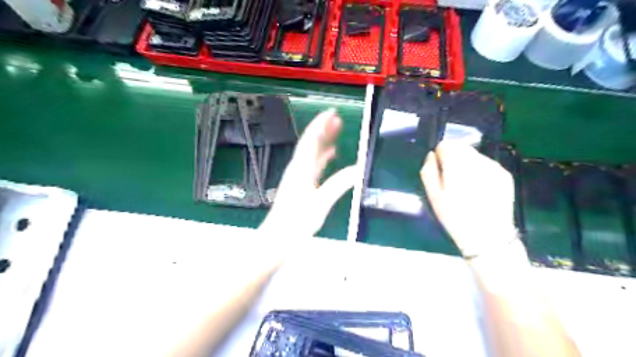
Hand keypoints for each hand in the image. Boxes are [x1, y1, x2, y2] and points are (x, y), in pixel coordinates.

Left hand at [260, 109, 356, 237]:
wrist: (278, 238)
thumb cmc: (296, 222)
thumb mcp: (321, 203)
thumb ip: (338, 185)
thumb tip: (357, 170)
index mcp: (301, 169)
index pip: (310, 140)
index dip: (320, 124)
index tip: (331, 113)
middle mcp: (298, 169)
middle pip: (310, 143)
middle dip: (323, 129)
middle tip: (337, 118)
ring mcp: (298, 176)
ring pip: (311, 153)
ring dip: (323, 141)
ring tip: (336, 131)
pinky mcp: (300, 185)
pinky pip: (312, 165)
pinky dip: (322, 157)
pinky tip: (331, 155)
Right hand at [422, 140, 518, 258]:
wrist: (489, 237)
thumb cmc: (455, 218)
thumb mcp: (433, 196)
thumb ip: (429, 171)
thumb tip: (431, 155)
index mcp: (457, 165)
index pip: (445, 144)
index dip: (439, 156)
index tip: (439, 171)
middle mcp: (477, 160)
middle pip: (461, 146)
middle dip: (453, 157)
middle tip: (451, 179)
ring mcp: (494, 166)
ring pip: (474, 154)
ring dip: (466, 163)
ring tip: (465, 185)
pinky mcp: (504, 174)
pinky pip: (486, 163)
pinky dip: (479, 170)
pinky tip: (479, 188)